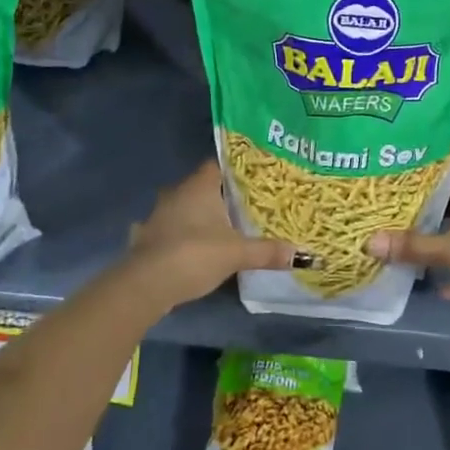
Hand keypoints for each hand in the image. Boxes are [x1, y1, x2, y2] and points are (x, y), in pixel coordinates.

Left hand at [120, 159, 293, 310]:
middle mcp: (176, 193)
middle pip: (201, 186)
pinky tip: (192, 247)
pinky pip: (169, 228)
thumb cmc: (195, 255)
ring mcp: (158, 215)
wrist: (146, 284)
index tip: (252, 178)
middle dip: (219, 194)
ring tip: (221, 226)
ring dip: (197, 215)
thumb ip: (268, 251)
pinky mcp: (147, 237)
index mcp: (199, 186)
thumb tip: (303, 254)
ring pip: (183, 207)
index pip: (217, 165)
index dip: (234, 169)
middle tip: (243, 204)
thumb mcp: (238, 254)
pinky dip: (180, 234)